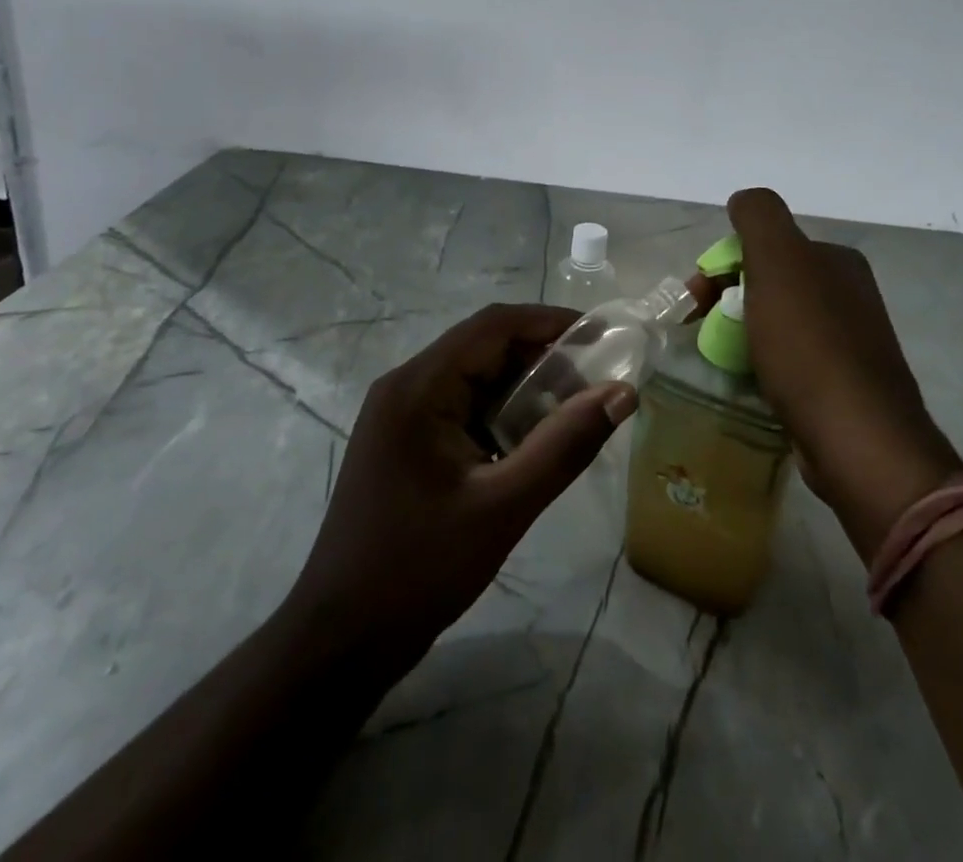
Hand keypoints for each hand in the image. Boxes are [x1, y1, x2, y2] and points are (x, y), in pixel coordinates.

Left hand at [283, 303, 637, 676]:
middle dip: (542, 357)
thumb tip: (622, 393)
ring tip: (575, 411)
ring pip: (476, 378)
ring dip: (525, 388)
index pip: (492, 325)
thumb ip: (565, 446)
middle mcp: (406, 386)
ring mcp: (402, 415)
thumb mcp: (503, 507)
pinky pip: (464, 408)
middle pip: (484, 347)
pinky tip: (534, 442)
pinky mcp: (407, 442)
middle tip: (596, 382)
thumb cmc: (418, 569)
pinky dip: (503, 414)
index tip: (601, 338)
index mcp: (418, 386)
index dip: (550, 322)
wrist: (341, 641)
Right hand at [726, 188, 962, 560]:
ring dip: (740, 334)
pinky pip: (789, 362)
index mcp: (837, 261)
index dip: (723, 266)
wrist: (856, 439)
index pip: (766, 248)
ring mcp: (849, 344)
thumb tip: (743, 200)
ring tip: (717, 360)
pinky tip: (748, 383)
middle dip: (727, 300)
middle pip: (769, 285)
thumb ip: (758, 217)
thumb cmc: (809, 343)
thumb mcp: (778, 260)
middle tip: (698, 330)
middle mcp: (848, 296)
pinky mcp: (842, 388)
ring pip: (776, 325)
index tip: (695, 297)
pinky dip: (762, 365)